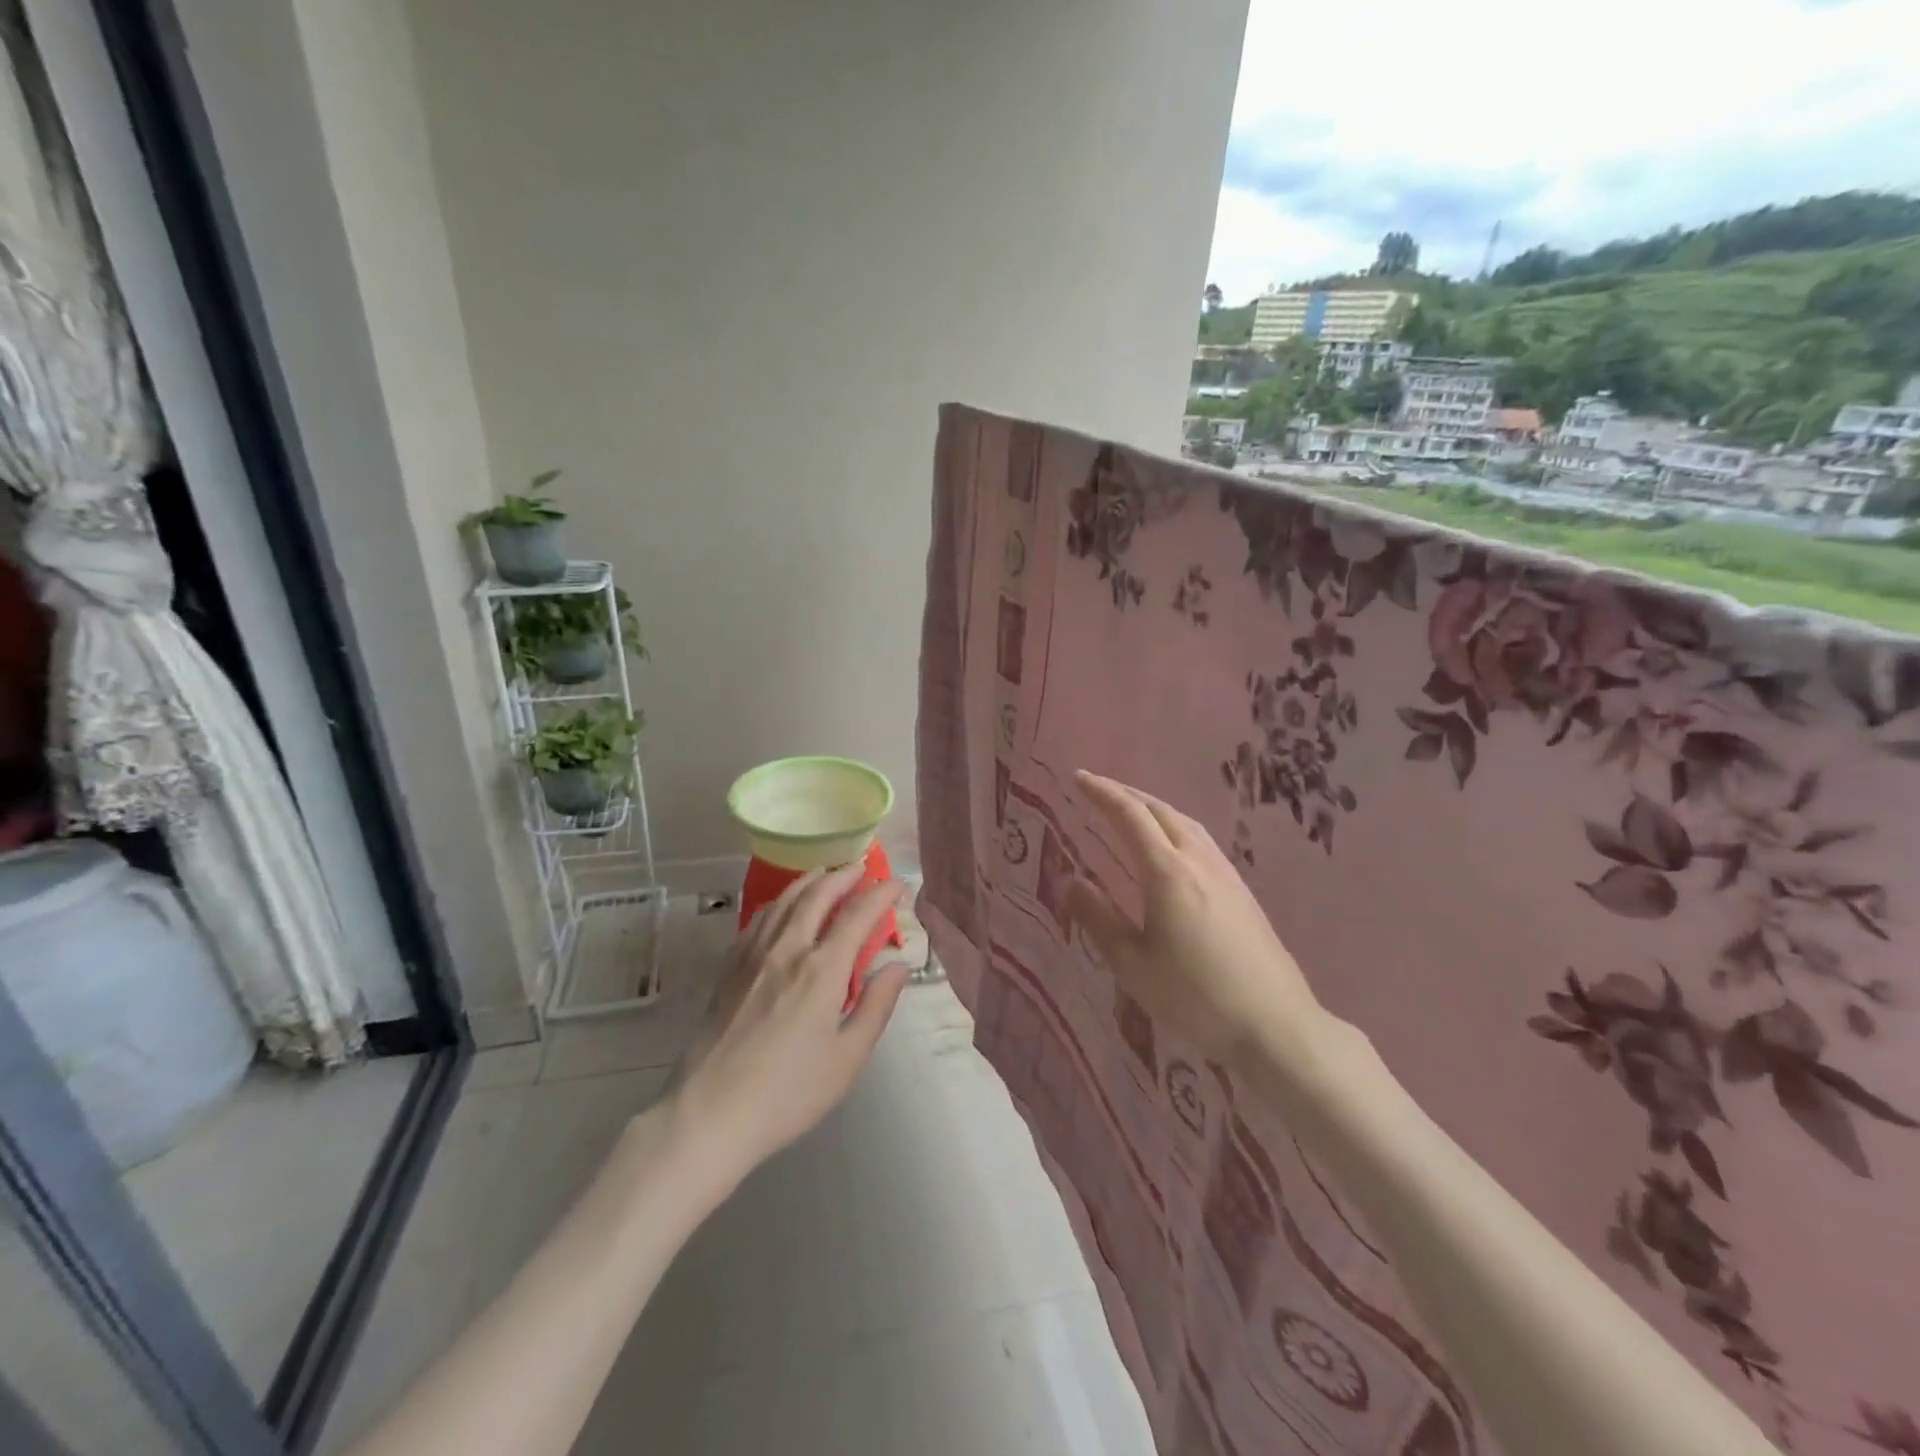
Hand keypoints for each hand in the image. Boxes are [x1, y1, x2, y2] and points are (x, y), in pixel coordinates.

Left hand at [666, 864, 909, 1186]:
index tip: (898, 884)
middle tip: (863, 869)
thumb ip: (876, 1006)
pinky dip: (781, 900)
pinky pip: (760, 917)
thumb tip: (898, 966)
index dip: (881, 894)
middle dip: (844, 875)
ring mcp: (754, 954)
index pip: (858, 915)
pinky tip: (783, 906)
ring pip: (785, 899)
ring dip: (811, 880)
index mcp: (822, 969)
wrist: (709, 1112)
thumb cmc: (788, 1093)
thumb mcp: (847, 1058)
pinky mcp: (730, 967)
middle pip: (818, 894)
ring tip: (826, 873)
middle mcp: (788, 949)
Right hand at [1066, 771, 1332, 1075]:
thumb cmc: (1195, 998)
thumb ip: (1099, 919)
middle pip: (1160, 810)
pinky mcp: (1242, 890)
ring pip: (1185, 822)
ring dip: (1153, 807)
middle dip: (1126, 793)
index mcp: (1168, 872)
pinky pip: (1201, 839)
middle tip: (1097, 788)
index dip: (1102, 793)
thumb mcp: (1133, 965)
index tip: (1078, 779)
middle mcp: (1198, 861)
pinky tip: (1171, 845)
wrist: (1275, 1025)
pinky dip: (1175, 825)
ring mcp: (1226, 873)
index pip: (1130, 816)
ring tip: (1131, 809)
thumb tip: (1071, 882)